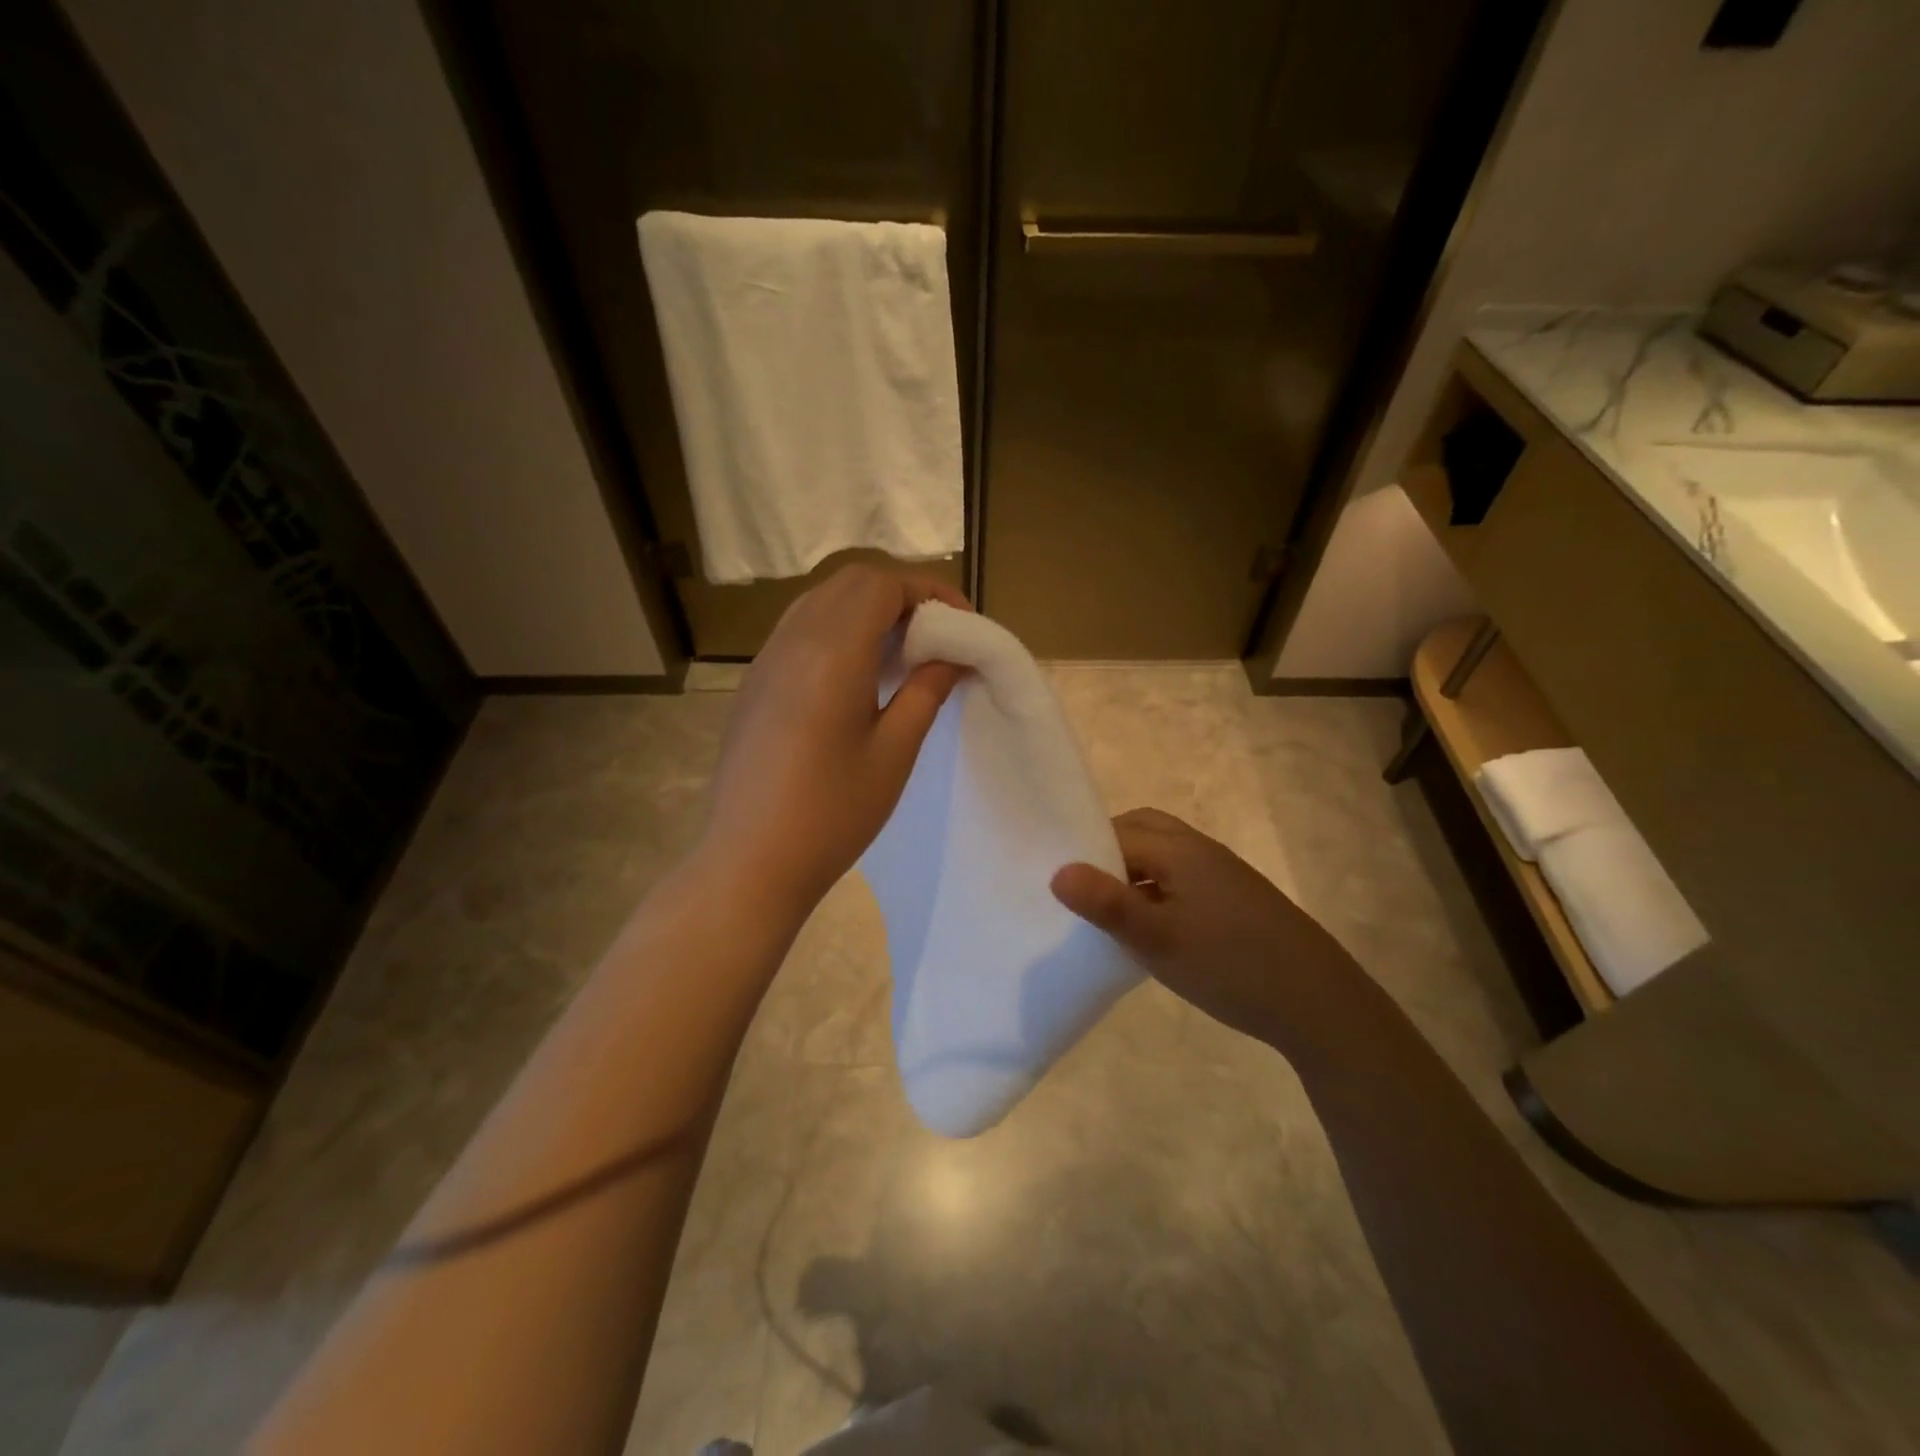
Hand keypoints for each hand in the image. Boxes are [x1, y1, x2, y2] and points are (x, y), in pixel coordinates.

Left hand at [701, 563, 968, 912]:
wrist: (750, 862)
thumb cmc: (832, 814)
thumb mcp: (893, 752)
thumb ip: (926, 691)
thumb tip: (954, 656)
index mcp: (831, 653)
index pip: (882, 584)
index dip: (929, 591)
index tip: (963, 624)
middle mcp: (792, 640)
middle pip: (851, 582)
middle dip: (901, 594)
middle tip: (937, 634)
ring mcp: (766, 659)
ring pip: (822, 600)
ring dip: (868, 609)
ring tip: (903, 651)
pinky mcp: (754, 682)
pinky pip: (800, 629)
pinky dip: (839, 628)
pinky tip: (858, 673)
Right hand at [1050, 808, 1363, 1053]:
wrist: (1319, 1003)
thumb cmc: (1229, 965)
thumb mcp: (1158, 939)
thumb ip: (1107, 904)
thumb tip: (1057, 870)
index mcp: (1180, 849)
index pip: (1117, 832)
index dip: (1084, 850)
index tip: (1058, 880)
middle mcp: (1202, 849)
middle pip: (1144, 830)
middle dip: (1109, 850)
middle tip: (1084, 888)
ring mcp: (1225, 873)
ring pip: (1166, 855)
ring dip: (1136, 870)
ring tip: (1113, 910)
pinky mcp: (1238, 899)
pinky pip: (1185, 877)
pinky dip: (1159, 888)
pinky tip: (1155, 927)